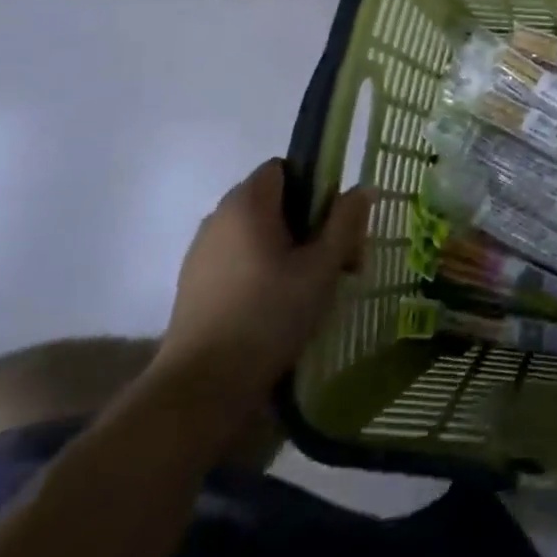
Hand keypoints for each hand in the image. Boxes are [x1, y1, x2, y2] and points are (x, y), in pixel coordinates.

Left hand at [156, 160, 371, 401]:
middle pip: (274, 202)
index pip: (285, 168)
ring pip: (257, 234)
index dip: (316, 187)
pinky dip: (262, 271)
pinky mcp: (194, 285)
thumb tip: (362, 189)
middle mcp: (219, 217)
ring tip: (311, 290)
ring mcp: (201, 252)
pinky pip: (238, 260)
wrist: (200, 388)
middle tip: (337, 262)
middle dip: (309, 225)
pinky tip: (278, 307)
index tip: (335, 223)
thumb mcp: (323, 267)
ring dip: (288, 250)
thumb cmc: (269, 316)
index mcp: (248, 203)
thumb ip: (345, 222)